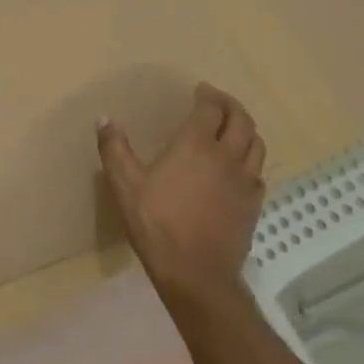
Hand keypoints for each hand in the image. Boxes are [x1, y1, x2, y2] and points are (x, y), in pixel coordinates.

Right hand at [96, 82, 266, 303]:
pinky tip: (238, 168)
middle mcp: (226, 156)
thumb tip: (104, 119)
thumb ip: (115, 149)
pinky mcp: (254, 204)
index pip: (210, 109)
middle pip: (241, 120)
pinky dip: (250, 159)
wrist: (196, 273)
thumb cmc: (157, 225)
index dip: (207, 95)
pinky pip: (258, 171)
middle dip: (230, 105)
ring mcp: (245, 181)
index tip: (200, 90)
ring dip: (245, 129)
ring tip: (233, 128)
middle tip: (218, 101)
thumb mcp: (125, 186)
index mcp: (196, 145)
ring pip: (256, 143)